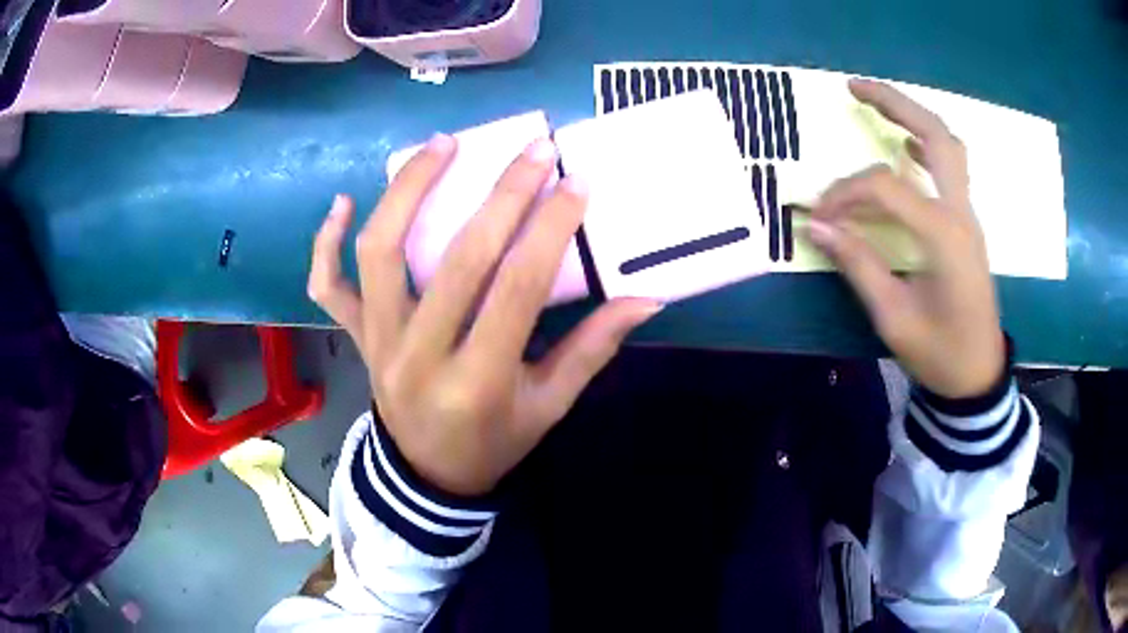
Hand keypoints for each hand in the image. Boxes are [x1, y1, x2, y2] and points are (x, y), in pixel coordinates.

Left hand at [308, 135, 661, 495]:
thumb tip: (645, 299)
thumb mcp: (549, 407)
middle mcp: (419, 355)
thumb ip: (592, 349)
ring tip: (443, 143)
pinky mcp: (355, 336)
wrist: (428, 475)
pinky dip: (326, 243)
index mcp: (479, 382)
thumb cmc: (494, 442)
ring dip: (408, 190)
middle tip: (534, 148)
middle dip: (501, 195)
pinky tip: (342, 201)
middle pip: (457, 259)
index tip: (575, 182)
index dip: (549, 230)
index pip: (516, 289)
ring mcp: (377, 342)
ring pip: (380, 253)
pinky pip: (327, 286)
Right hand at [807, 79, 1004, 398]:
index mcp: (943, 236)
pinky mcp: (966, 224)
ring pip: (948, 146)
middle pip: (935, 136)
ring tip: (876, 104)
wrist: (977, 375)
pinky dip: (925, 146)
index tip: (818, 217)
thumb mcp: (894, 317)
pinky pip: (950, 169)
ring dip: (913, 117)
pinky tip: (904, 145)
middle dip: (895, 103)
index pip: (885, 188)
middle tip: (854, 87)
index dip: (844, 194)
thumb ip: (858, 264)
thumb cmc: (939, 352)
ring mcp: (968, 216)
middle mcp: (960, 213)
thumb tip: (815, 226)